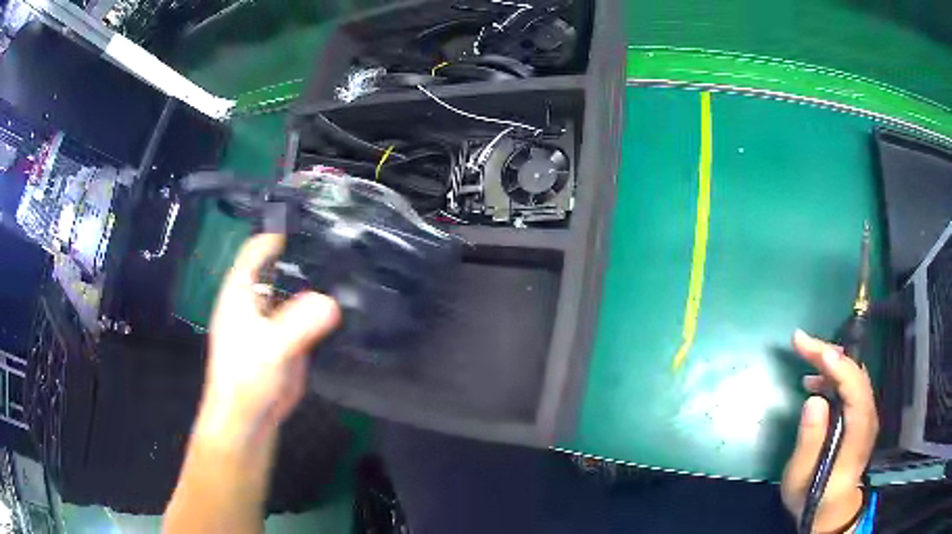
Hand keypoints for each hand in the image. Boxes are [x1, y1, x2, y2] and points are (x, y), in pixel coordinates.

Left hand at [199, 234, 340, 445]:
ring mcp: (274, 319)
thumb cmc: (246, 378)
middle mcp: (257, 299)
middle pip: (282, 266)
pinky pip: (308, 316)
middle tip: (346, 245)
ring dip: (320, 283)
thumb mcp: (270, 348)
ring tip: (354, 270)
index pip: (258, 249)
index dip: (280, 233)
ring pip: (298, 291)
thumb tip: (333, 301)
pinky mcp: (289, 339)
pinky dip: (325, 309)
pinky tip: (349, 304)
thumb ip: (299, 323)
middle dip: (308, 256)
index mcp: (241, 291)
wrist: (249, 418)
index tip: (315, 224)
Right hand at [782, 330, 878, 532]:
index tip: (810, 348)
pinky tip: (817, 383)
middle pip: (855, 374)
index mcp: (856, 433)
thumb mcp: (801, 478)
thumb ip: (809, 441)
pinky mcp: (861, 417)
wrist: (832, 510)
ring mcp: (867, 416)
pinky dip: (835, 376)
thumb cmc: (813, 497)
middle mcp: (867, 417)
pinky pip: (852, 386)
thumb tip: (814, 399)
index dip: (835, 364)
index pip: (853, 386)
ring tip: (806, 360)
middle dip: (829, 354)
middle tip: (801, 342)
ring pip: (854, 376)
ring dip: (832, 363)